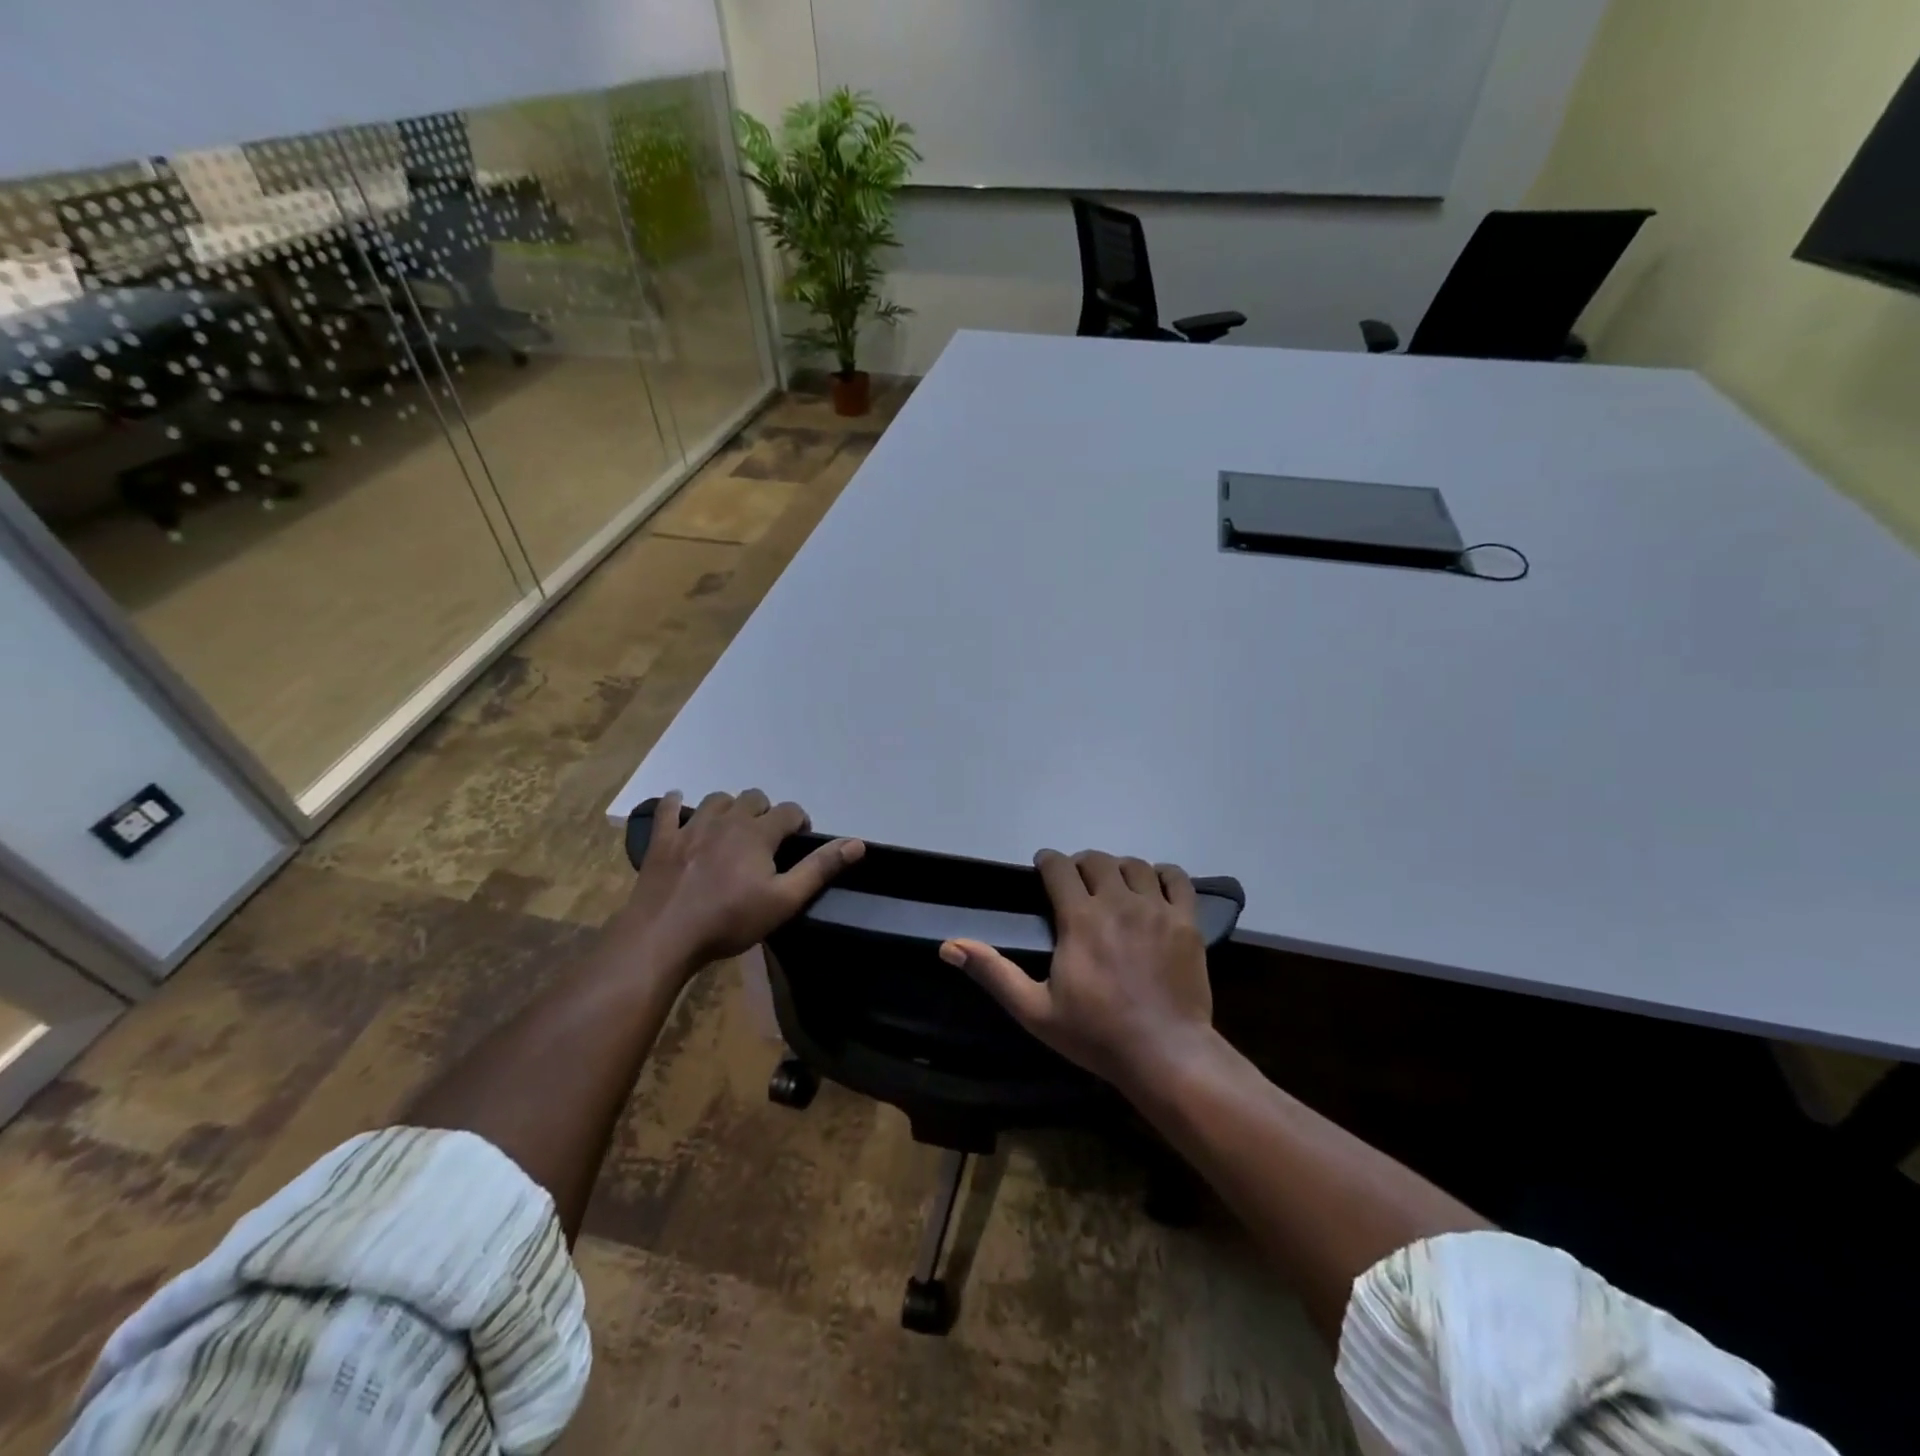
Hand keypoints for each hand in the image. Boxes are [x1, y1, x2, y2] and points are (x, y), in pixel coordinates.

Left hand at [618, 789, 863, 971]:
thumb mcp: (784, 900)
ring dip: (729, 807)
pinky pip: (668, 810)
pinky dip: (674, 804)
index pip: (789, 811)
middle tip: (766, 839)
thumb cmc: (730, 920)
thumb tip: (857, 843)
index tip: (799, 841)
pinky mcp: (663, 841)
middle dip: (765, 811)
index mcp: (758, 833)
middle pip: (753, 798)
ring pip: (716, 800)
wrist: (665, 936)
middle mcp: (727, 820)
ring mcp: (691, 827)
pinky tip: (677, 803)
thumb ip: (820, 868)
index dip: (799, 822)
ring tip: (731, 828)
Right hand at [940, 849, 1212, 1094]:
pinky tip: (1154, 887)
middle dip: (1081, 864)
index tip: (1042, 868)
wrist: (1165, 1054)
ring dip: (1118, 868)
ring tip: (1112, 886)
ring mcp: (1157, 909)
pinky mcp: (1187, 922)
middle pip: (1097, 860)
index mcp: (1080, 918)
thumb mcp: (1034, 1010)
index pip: (1060, 867)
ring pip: (1135, 865)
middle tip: (1076, 883)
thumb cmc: (1095, 1035)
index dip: (1047, 861)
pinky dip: (1163, 874)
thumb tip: (949, 945)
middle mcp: (1118, 902)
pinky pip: (1177, 879)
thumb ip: (993, 972)